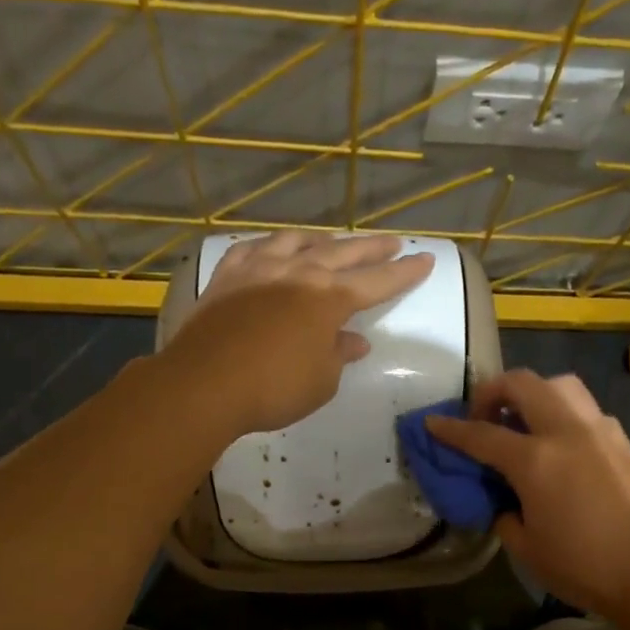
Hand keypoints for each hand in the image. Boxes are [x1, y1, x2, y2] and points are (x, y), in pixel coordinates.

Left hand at [162, 230, 432, 435]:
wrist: (204, 384)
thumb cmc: (273, 389)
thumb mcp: (321, 381)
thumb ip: (339, 355)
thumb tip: (352, 340)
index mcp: (329, 298)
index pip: (378, 282)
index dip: (404, 273)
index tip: (425, 260)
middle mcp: (298, 273)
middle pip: (343, 253)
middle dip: (372, 248)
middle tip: (393, 242)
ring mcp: (259, 269)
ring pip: (296, 242)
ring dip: (321, 241)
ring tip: (332, 242)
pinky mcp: (226, 276)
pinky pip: (253, 249)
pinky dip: (270, 247)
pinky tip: (272, 249)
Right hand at [428, 371, 629, 629]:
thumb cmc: (585, 568)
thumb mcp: (528, 550)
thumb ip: (506, 517)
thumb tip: (506, 504)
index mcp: (536, 460)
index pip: (482, 434)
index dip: (451, 429)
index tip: (432, 423)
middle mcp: (567, 432)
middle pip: (523, 384)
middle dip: (493, 391)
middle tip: (483, 417)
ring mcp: (601, 433)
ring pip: (561, 386)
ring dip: (534, 394)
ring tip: (523, 423)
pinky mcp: (624, 444)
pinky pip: (586, 412)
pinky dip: (564, 416)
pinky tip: (562, 448)